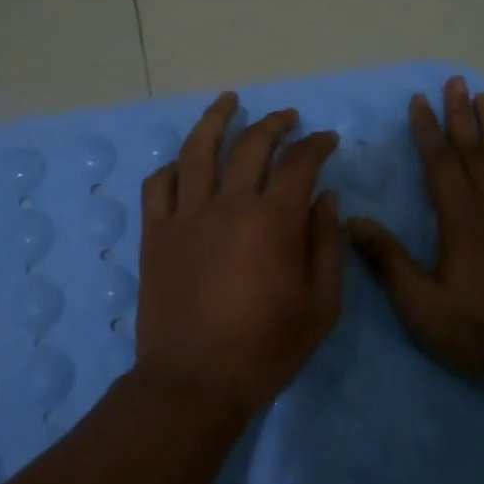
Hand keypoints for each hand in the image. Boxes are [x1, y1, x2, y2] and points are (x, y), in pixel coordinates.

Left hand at [136, 92, 344, 416]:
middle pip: (251, 145)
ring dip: (216, 119)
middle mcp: (227, 204)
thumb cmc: (266, 349)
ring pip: (197, 150)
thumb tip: (326, 198)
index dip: (317, 145)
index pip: (299, 163)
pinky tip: (186, 161)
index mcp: (272, 220)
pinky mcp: (156, 234)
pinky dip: (175, 165)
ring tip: (229, 101)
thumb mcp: (321, 305)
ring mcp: (185, 216)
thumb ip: (327, 244)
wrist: (194, 382)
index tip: (327, 140)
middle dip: (275, 123)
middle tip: (289, 118)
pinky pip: (159, 184)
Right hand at [349, 76, 483, 384]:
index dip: (427, 130)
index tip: (420, 101)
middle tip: (456, 82)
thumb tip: (353, 221)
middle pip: (473, 152)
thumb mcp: (421, 303)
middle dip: (461, 116)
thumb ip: (388, 259)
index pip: (439, 163)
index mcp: (459, 219)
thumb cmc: (480, 328)